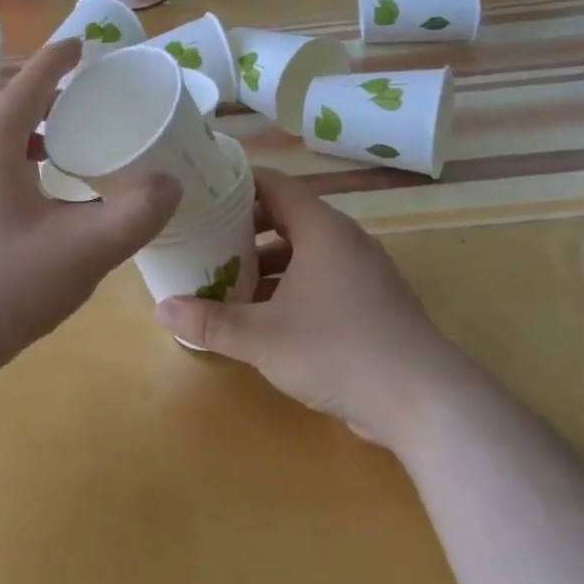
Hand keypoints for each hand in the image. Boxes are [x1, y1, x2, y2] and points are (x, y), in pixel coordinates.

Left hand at [0, 36, 179, 381]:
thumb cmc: (1, 288)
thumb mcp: (83, 252)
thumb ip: (135, 214)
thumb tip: (170, 183)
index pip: (27, 84)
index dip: (57, 60)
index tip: (80, 44)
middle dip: (29, 91)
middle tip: (69, 103)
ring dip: (10, 125)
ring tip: (51, 147)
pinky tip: (23, 196)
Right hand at [153, 168, 482, 452]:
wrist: (423, 401)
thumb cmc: (338, 350)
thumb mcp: (262, 337)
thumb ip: (209, 321)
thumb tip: (160, 308)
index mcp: (321, 230)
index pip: (272, 184)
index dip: (234, 182)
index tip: (198, 191)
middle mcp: (343, 241)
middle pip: (284, 217)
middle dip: (240, 229)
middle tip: (200, 240)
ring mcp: (361, 272)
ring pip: (301, 252)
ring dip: (262, 264)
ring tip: (222, 280)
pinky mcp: (369, 303)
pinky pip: (318, 279)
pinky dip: (286, 287)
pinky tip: (259, 316)